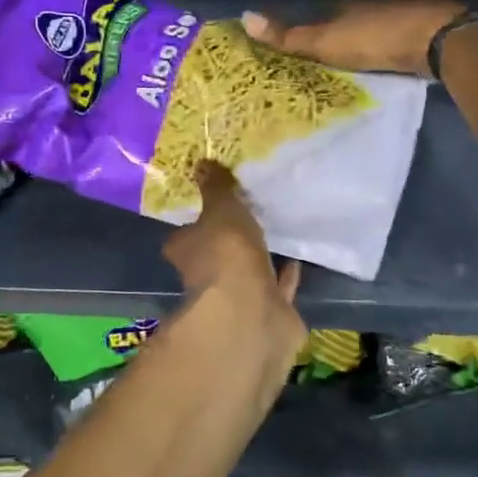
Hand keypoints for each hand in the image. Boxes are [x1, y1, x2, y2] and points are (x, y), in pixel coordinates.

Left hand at [162, 162, 304, 367]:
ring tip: (271, 236)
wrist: (252, 311)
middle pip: (213, 256)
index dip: (195, 223)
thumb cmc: (226, 252)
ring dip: (255, 261)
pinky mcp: (264, 313)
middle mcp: (202, 278)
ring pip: (244, 275)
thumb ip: (215, 188)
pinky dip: (283, 278)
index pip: (183, 235)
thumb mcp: (221, 208)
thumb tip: (201, 163)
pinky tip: (295, 262)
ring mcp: (234, 299)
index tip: (210, 207)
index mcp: (184, 251)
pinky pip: (274, 289)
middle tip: (244, 220)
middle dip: (226, 244)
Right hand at [242, 0, 469, 77]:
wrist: (435, 40)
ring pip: (359, 36)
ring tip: (327, 72)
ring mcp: (390, 23)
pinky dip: (367, 58)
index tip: (281, 45)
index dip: (296, 27)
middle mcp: (363, 10)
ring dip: (345, 50)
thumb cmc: (374, 38)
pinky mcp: (410, 40)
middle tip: (301, 63)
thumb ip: (288, 36)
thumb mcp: (325, 41)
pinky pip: (379, 49)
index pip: (311, 13)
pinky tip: (362, 72)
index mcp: (341, 6)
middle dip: (321, 40)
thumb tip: (244, 17)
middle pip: (336, 24)